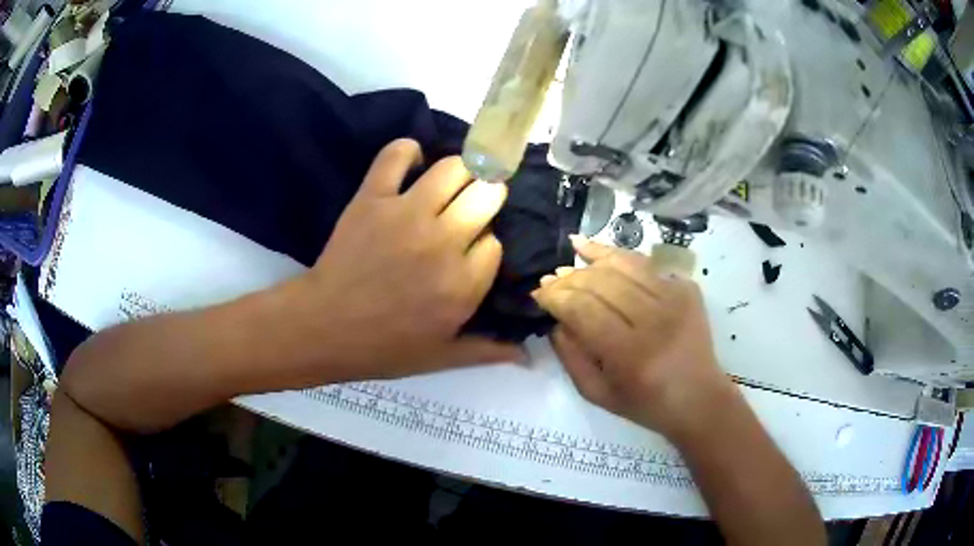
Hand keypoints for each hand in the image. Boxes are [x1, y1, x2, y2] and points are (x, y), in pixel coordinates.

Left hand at [293, 139, 522, 379]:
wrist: (324, 327)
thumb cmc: (383, 347)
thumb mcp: (441, 358)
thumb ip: (487, 351)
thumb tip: (528, 355)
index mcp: (464, 284)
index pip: (496, 242)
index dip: (485, 244)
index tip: (471, 252)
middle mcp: (444, 241)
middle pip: (487, 195)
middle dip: (486, 200)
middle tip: (469, 209)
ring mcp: (407, 214)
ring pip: (454, 168)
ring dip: (461, 172)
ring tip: (450, 184)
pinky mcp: (373, 198)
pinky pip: (396, 155)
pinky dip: (407, 151)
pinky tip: (412, 163)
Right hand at [531, 236, 733, 437]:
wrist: (699, 398)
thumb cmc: (644, 404)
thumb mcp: (597, 393)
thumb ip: (570, 356)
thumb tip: (556, 317)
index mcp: (631, 355)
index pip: (584, 310)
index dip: (556, 296)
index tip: (538, 292)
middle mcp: (655, 321)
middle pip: (602, 283)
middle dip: (570, 277)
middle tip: (551, 278)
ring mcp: (675, 300)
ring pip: (626, 264)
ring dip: (595, 256)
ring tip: (574, 248)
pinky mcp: (687, 289)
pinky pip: (648, 265)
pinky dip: (623, 256)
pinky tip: (604, 252)